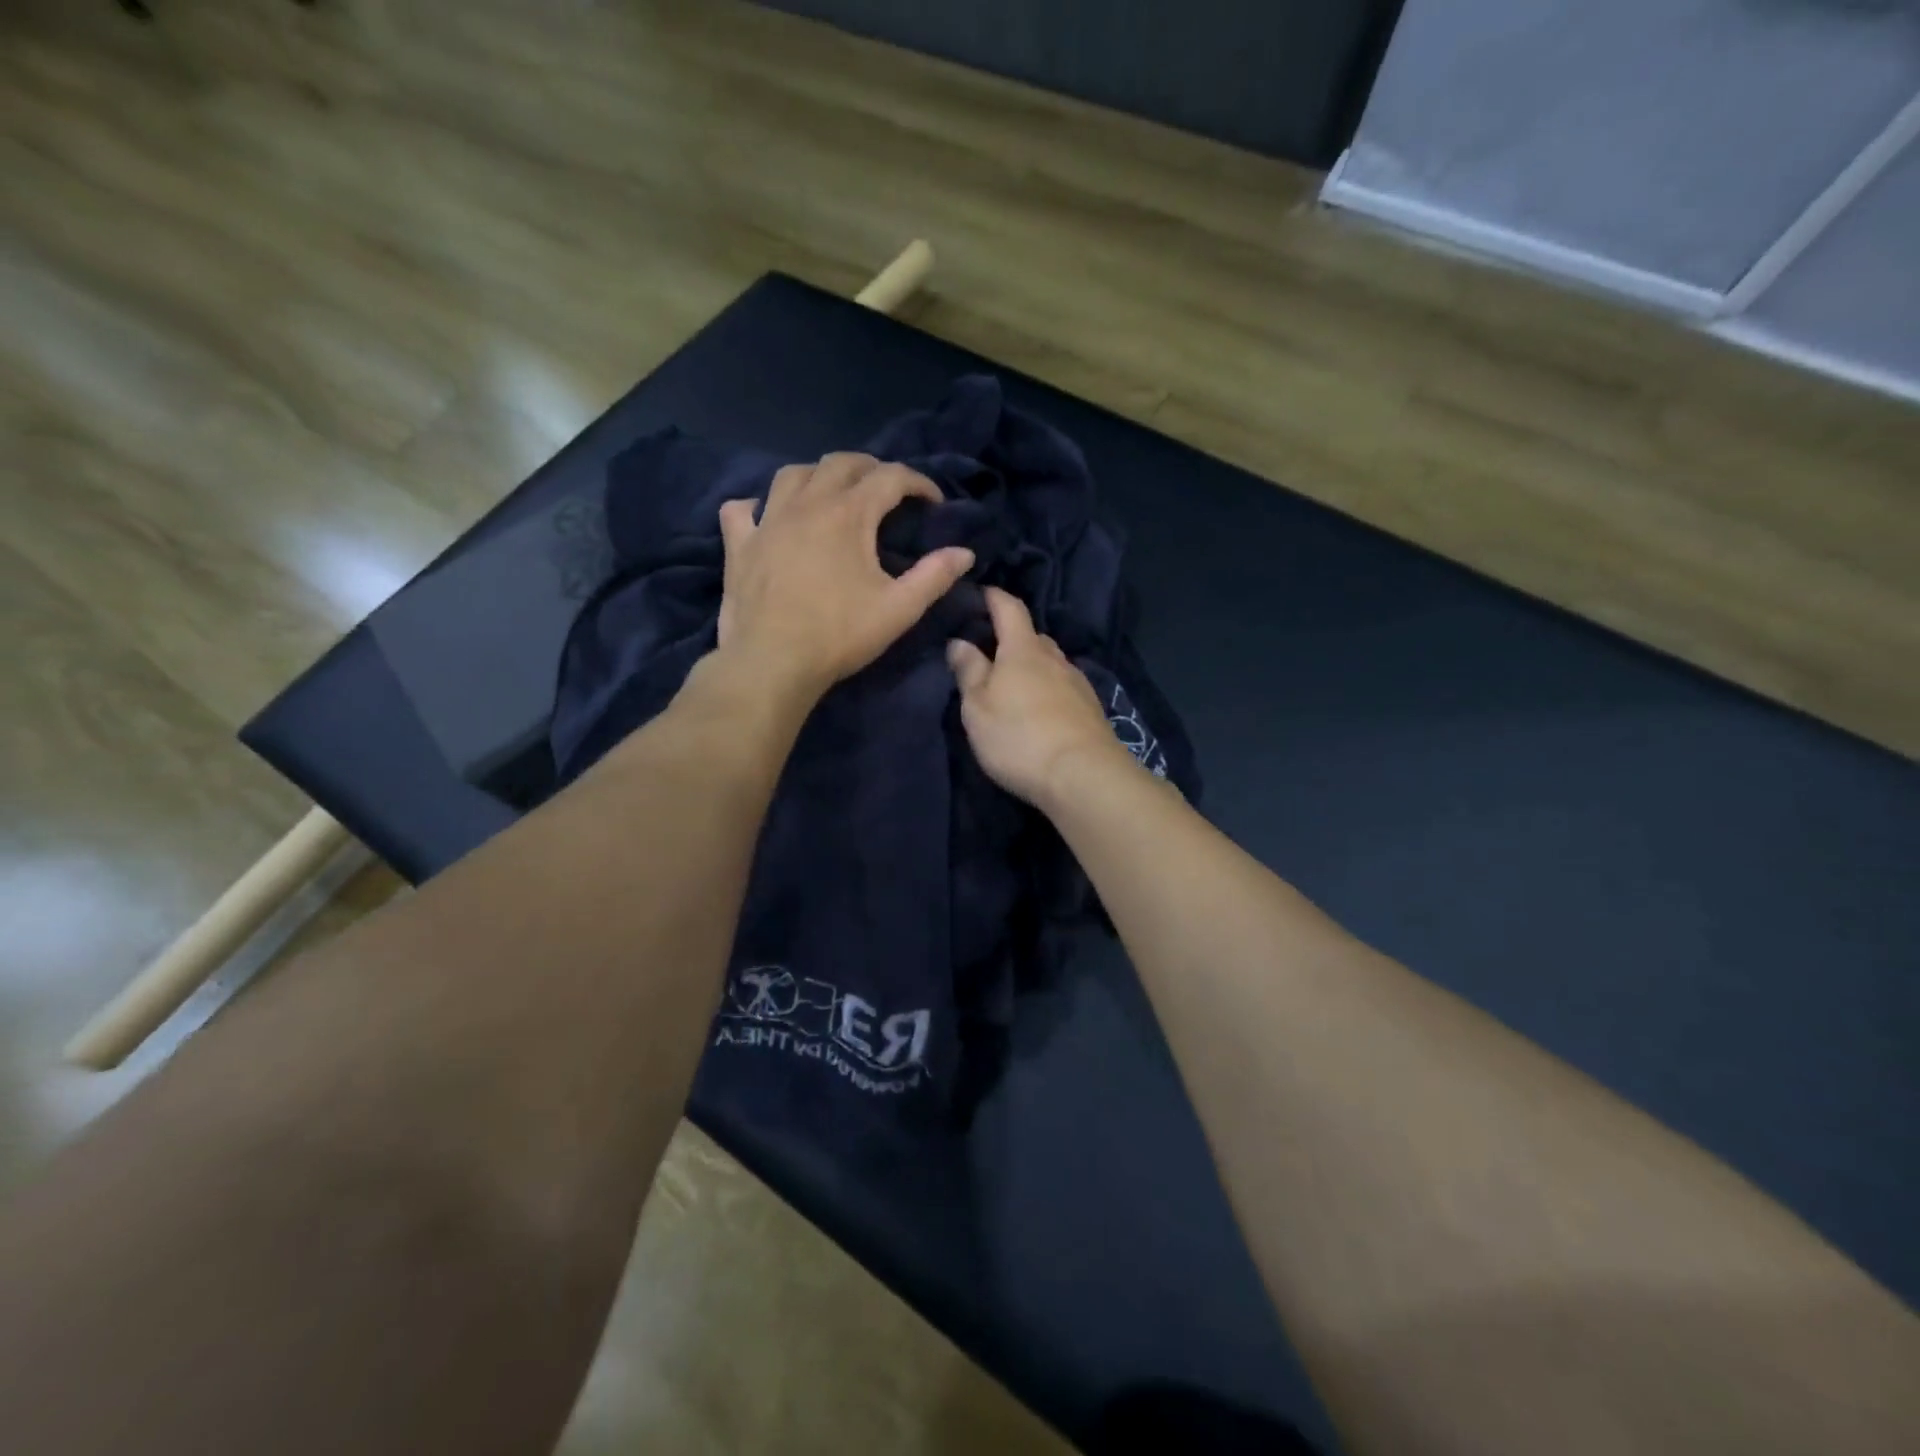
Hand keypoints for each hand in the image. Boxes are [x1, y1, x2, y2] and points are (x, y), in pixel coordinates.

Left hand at [717, 453, 974, 694]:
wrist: (772, 662)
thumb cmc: (839, 635)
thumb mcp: (899, 609)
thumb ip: (934, 577)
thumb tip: (964, 553)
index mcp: (848, 514)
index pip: (890, 477)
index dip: (918, 482)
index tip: (933, 502)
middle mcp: (806, 503)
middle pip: (841, 463)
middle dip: (871, 468)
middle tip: (888, 492)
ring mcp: (767, 520)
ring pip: (793, 474)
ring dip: (819, 476)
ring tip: (834, 495)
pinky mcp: (740, 544)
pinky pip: (744, 509)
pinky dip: (760, 506)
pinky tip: (769, 517)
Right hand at [947, 587, 1131, 809]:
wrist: (1083, 775)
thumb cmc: (1018, 736)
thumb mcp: (978, 706)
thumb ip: (969, 671)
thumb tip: (960, 641)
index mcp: (1023, 649)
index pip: (1009, 608)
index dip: (994, 597)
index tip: (981, 593)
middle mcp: (1055, 658)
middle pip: (1032, 637)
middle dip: (1012, 638)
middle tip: (990, 652)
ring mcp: (1077, 683)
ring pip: (1050, 664)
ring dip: (1032, 668)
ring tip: (1013, 686)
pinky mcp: (1091, 710)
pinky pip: (1063, 688)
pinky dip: (1048, 690)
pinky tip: (1039, 710)